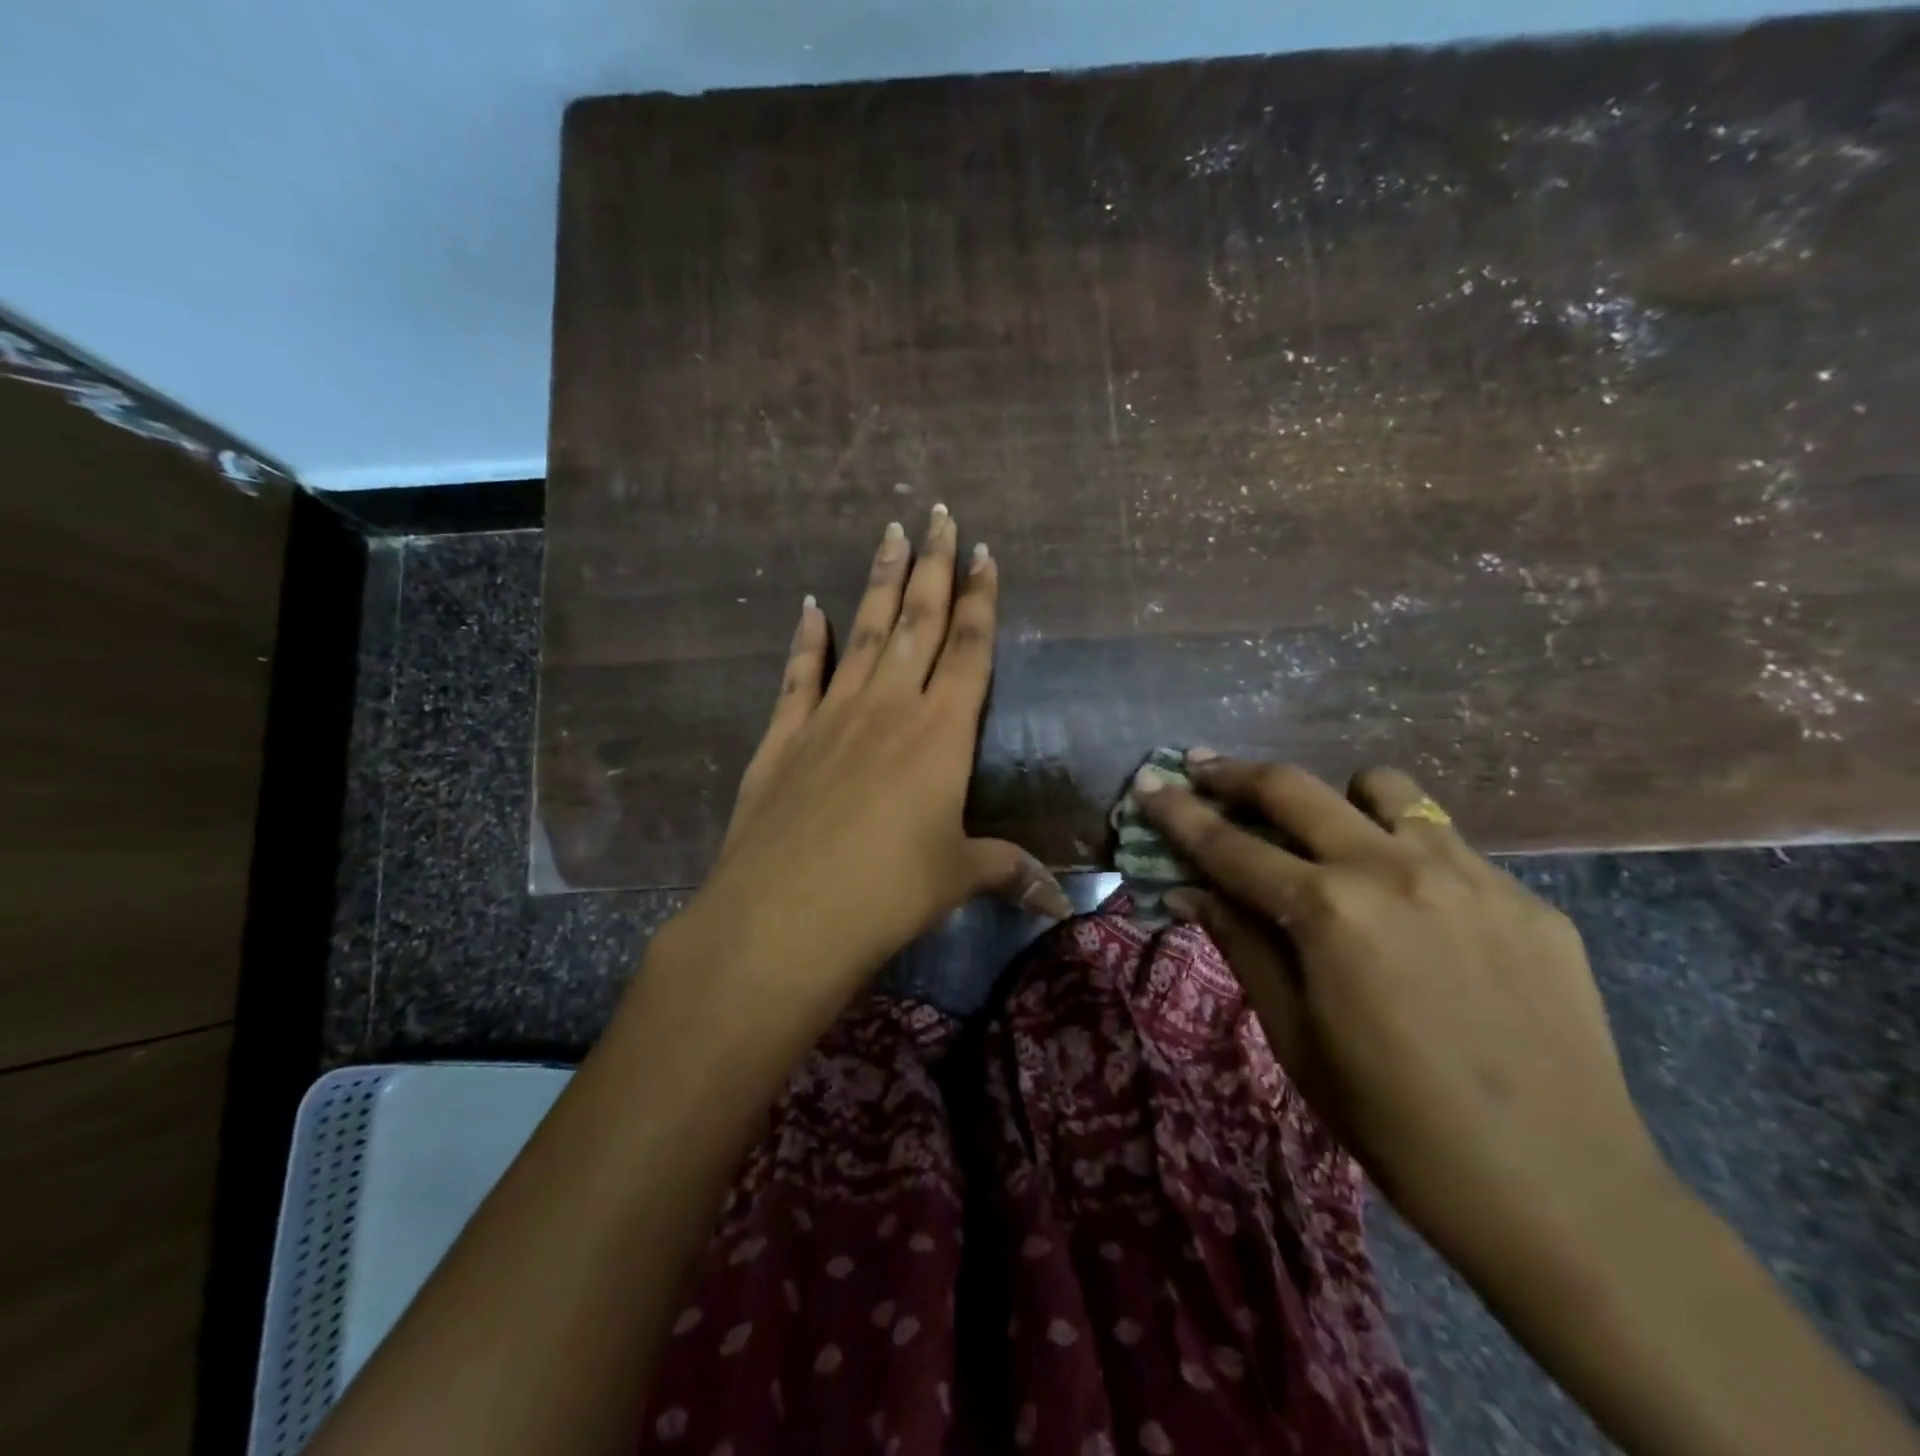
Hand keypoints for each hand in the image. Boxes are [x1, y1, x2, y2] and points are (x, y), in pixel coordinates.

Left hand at [653, 508, 1068, 1045]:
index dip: (980, 600)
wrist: (783, 917)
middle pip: (918, 621)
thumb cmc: (886, 895)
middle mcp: (888, 707)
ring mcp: (830, 716)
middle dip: (933, 565)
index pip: (969, 649)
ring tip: (890, 533)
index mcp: (940, 733)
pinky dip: (806, 639)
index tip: (985, 553)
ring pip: (863, 632)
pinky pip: (799, 674)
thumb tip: (1059, 901)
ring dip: (880, 582)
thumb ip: (1008, 872)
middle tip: (938, 514)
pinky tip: (810, 606)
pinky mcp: (783, 736)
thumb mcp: (957, 878)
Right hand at [1133, 755, 1669, 1286]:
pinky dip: (1406, 854)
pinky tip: (1414, 911)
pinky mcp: (1526, 898)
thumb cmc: (1393, 1121)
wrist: (1557, 1190)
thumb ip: (1240, 944)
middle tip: (1203, 770)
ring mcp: (1470, 875)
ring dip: (1337, 801)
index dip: (1178, 813)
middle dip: (1236, 774)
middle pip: (1295, 788)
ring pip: (1383, 789)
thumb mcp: (1294, 1036)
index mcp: (1329, 912)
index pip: (1228, 845)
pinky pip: (1448, 844)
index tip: (1148, 783)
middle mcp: (1393, 870)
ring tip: (1330, 839)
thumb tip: (1185, 891)